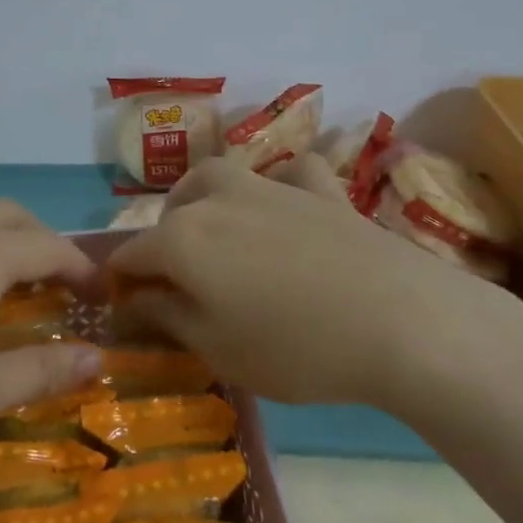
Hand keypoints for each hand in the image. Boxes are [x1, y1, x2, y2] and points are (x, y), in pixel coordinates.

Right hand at [108, 154, 522, 411]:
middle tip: (179, 281)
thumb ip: (165, 317)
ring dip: (206, 201)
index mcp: (182, 238)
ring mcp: (271, 187)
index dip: (121, 283)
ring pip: (219, 176)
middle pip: (171, 209)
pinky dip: (281, 187)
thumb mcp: (217, 348)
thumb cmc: (296, 346)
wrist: (401, 321)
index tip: (126, 311)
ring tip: (218, 234)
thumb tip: (131, 300)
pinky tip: (290, 208)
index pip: (130, 255)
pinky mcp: (322, 190)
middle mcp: (217, 198)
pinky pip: (290, 174)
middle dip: (163, 240)